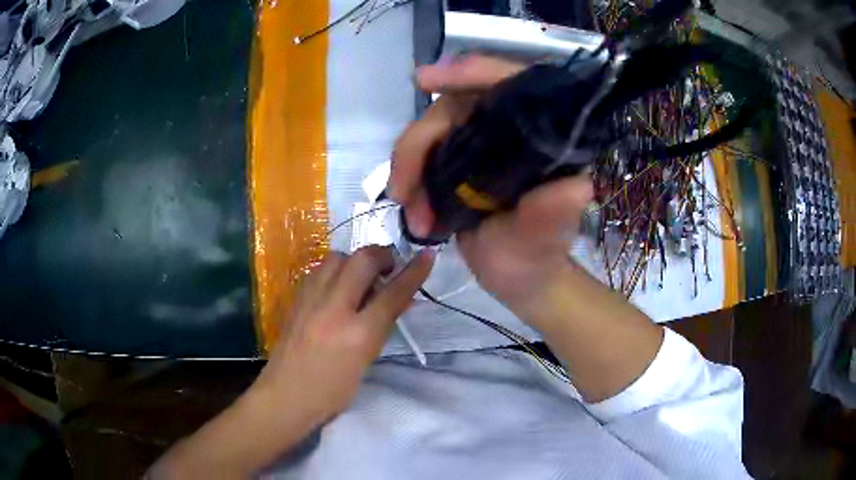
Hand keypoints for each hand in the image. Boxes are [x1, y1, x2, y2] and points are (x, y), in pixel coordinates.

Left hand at [252, 246, 433, 420]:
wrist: (286, 396)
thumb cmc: (332, 391)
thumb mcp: (366, 362)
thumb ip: (382, 327)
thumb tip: (399, 300)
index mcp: (359, 334)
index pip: (393, 293)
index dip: (415, 271)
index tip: (427, 255)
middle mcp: (334, 309)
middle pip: (363, 260)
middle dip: (383, 255)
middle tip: (390, 266)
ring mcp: (310, 300)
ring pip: (337, 257)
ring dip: (355, 261)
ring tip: (361, 278)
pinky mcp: (296, 299)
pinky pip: (319, 270)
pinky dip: (335, 270)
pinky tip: (337, 287)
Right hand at [389, 55, 592, 309]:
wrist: (518, 279)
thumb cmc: (538, 256)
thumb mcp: (543, 240)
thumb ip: (552, 215)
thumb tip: (578, 188)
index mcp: (543, 136)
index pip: (509, 83)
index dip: (470, 73)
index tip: (426, 80)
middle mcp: (509, 130)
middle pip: (454, 106)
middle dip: (419, 143)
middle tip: (403, 189)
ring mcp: (479, 145)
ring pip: (431, 132)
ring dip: (409, 168)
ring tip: (412, 213)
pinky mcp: (456, 164)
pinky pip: (422, 156)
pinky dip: (409, 179)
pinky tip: (410, 208)